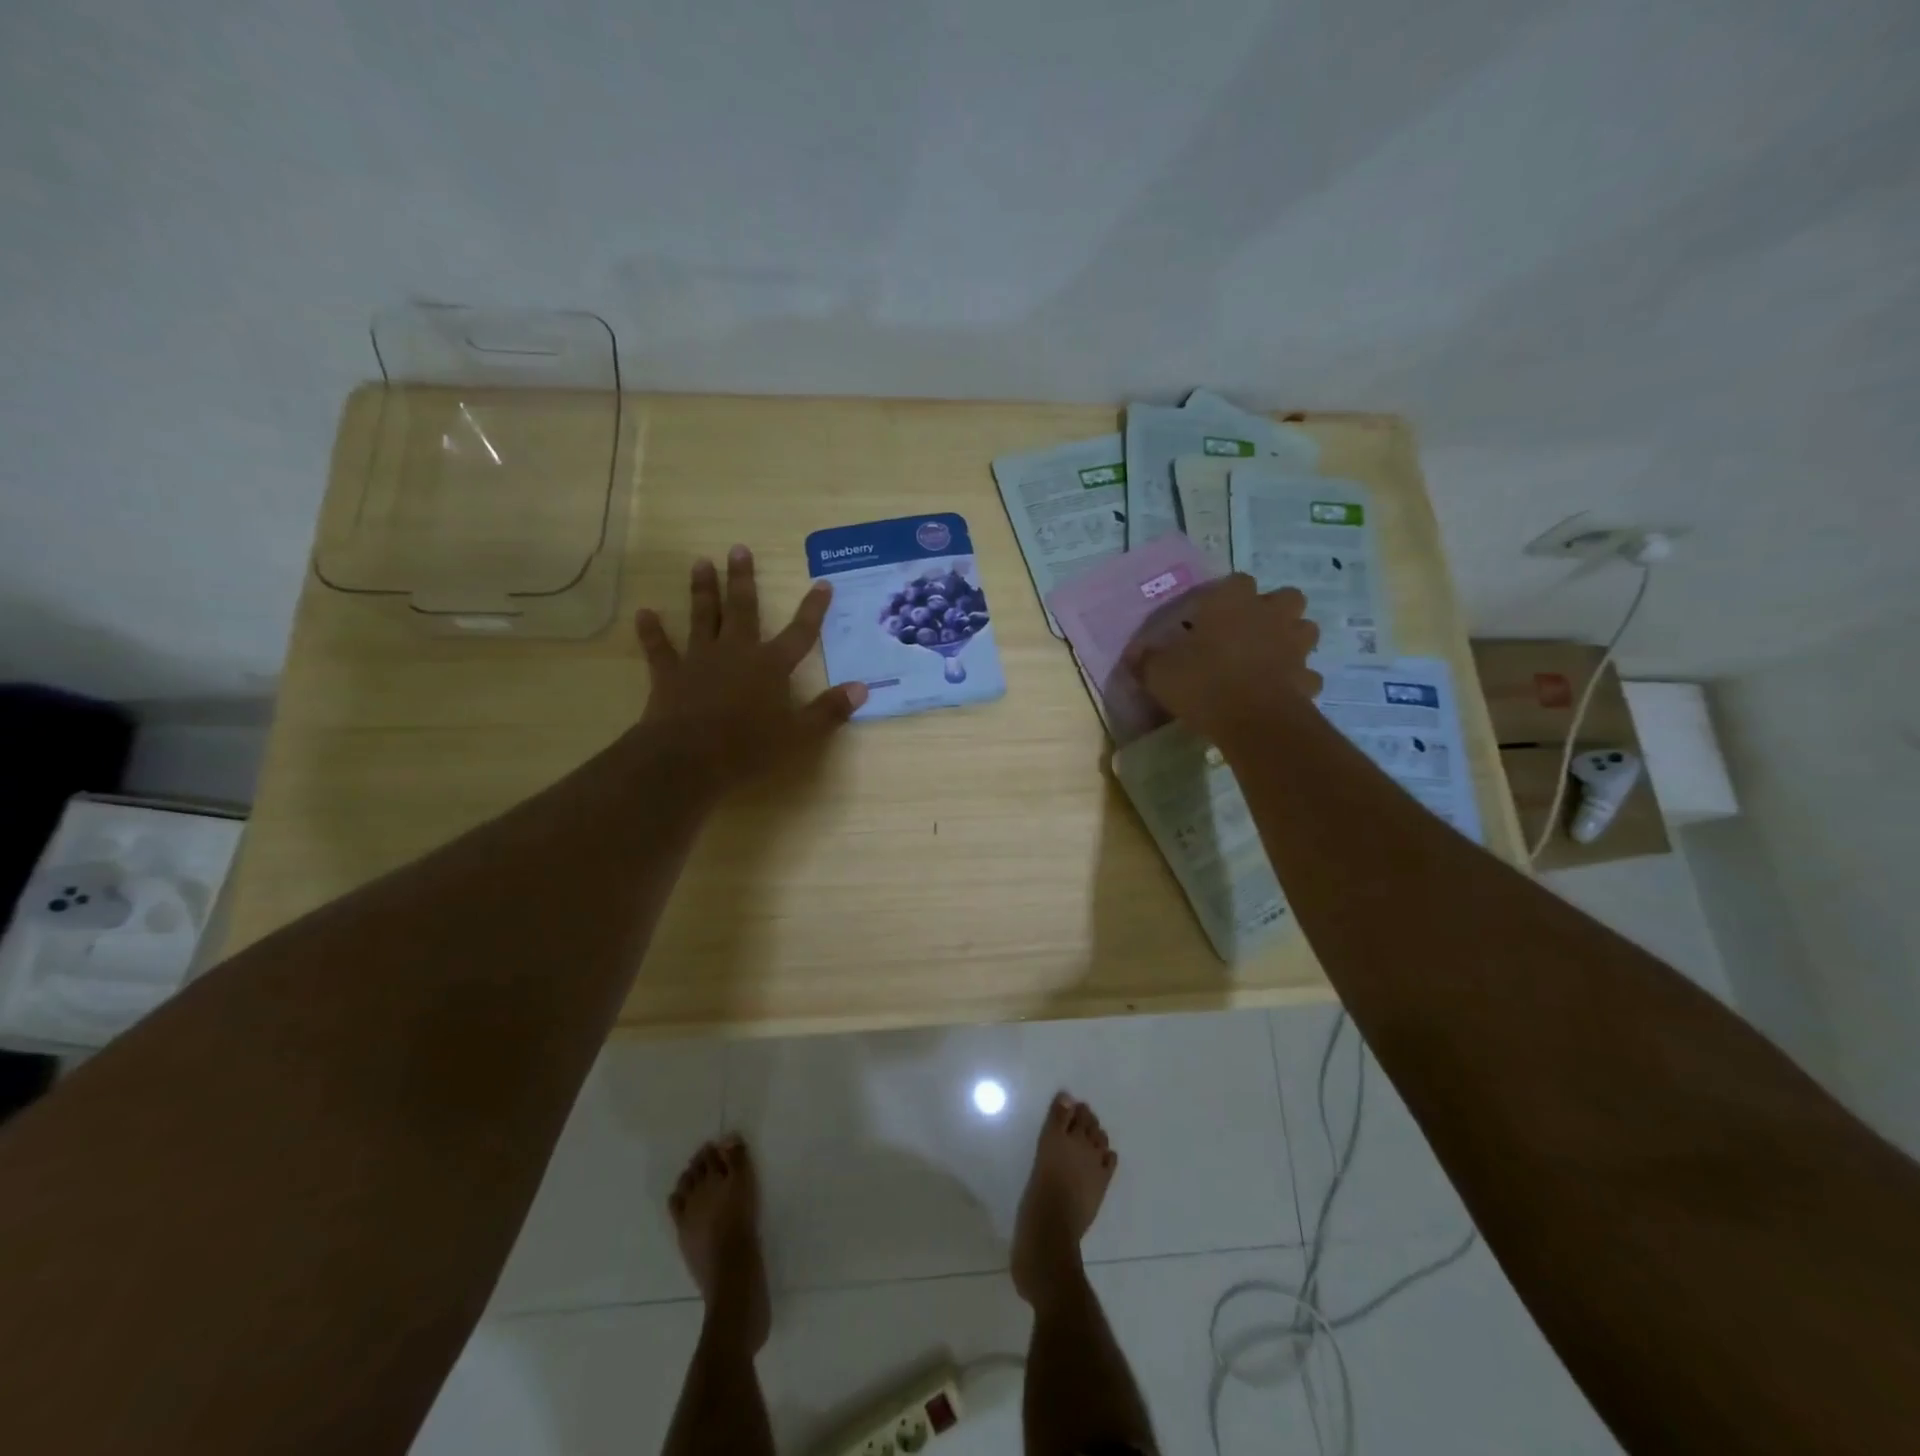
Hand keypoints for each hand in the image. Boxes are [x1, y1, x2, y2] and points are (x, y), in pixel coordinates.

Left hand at [633, 545, 866, 795]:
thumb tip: (862, 688)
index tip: (822, 583)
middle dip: (743, 579)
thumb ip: (829, 710)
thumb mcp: (799, 735)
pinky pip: (660, 648)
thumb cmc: (748, 748)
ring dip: (702, 590)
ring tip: (701, 563)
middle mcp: (736, 652)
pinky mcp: (670, 674)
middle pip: (742, 609)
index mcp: (771, 666)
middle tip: (738, 549)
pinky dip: (652, 631)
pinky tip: (644, 613)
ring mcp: (700, 660)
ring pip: (703, 617)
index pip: (800, 632)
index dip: (813, 609)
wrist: (687, 759)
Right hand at [1125, 575, 1321, 744]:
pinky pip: (1305, 674)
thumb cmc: (1203, 682)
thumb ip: (1147, 660)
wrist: (1253, 720)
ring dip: (1291, 640)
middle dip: (1272, 610)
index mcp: (1233, 602)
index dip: (1225, 596)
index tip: (1209, 616)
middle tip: (1248, 631)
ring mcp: (1295, 646)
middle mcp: (1270, 614)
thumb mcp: (1159, 672)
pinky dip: (1295, 680)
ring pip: (1304, 630)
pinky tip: (1278, 692)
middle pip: (1285, 598)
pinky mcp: (1308, 678)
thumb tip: (1135, 655)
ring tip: (1268, 658)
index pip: (1236, 581)